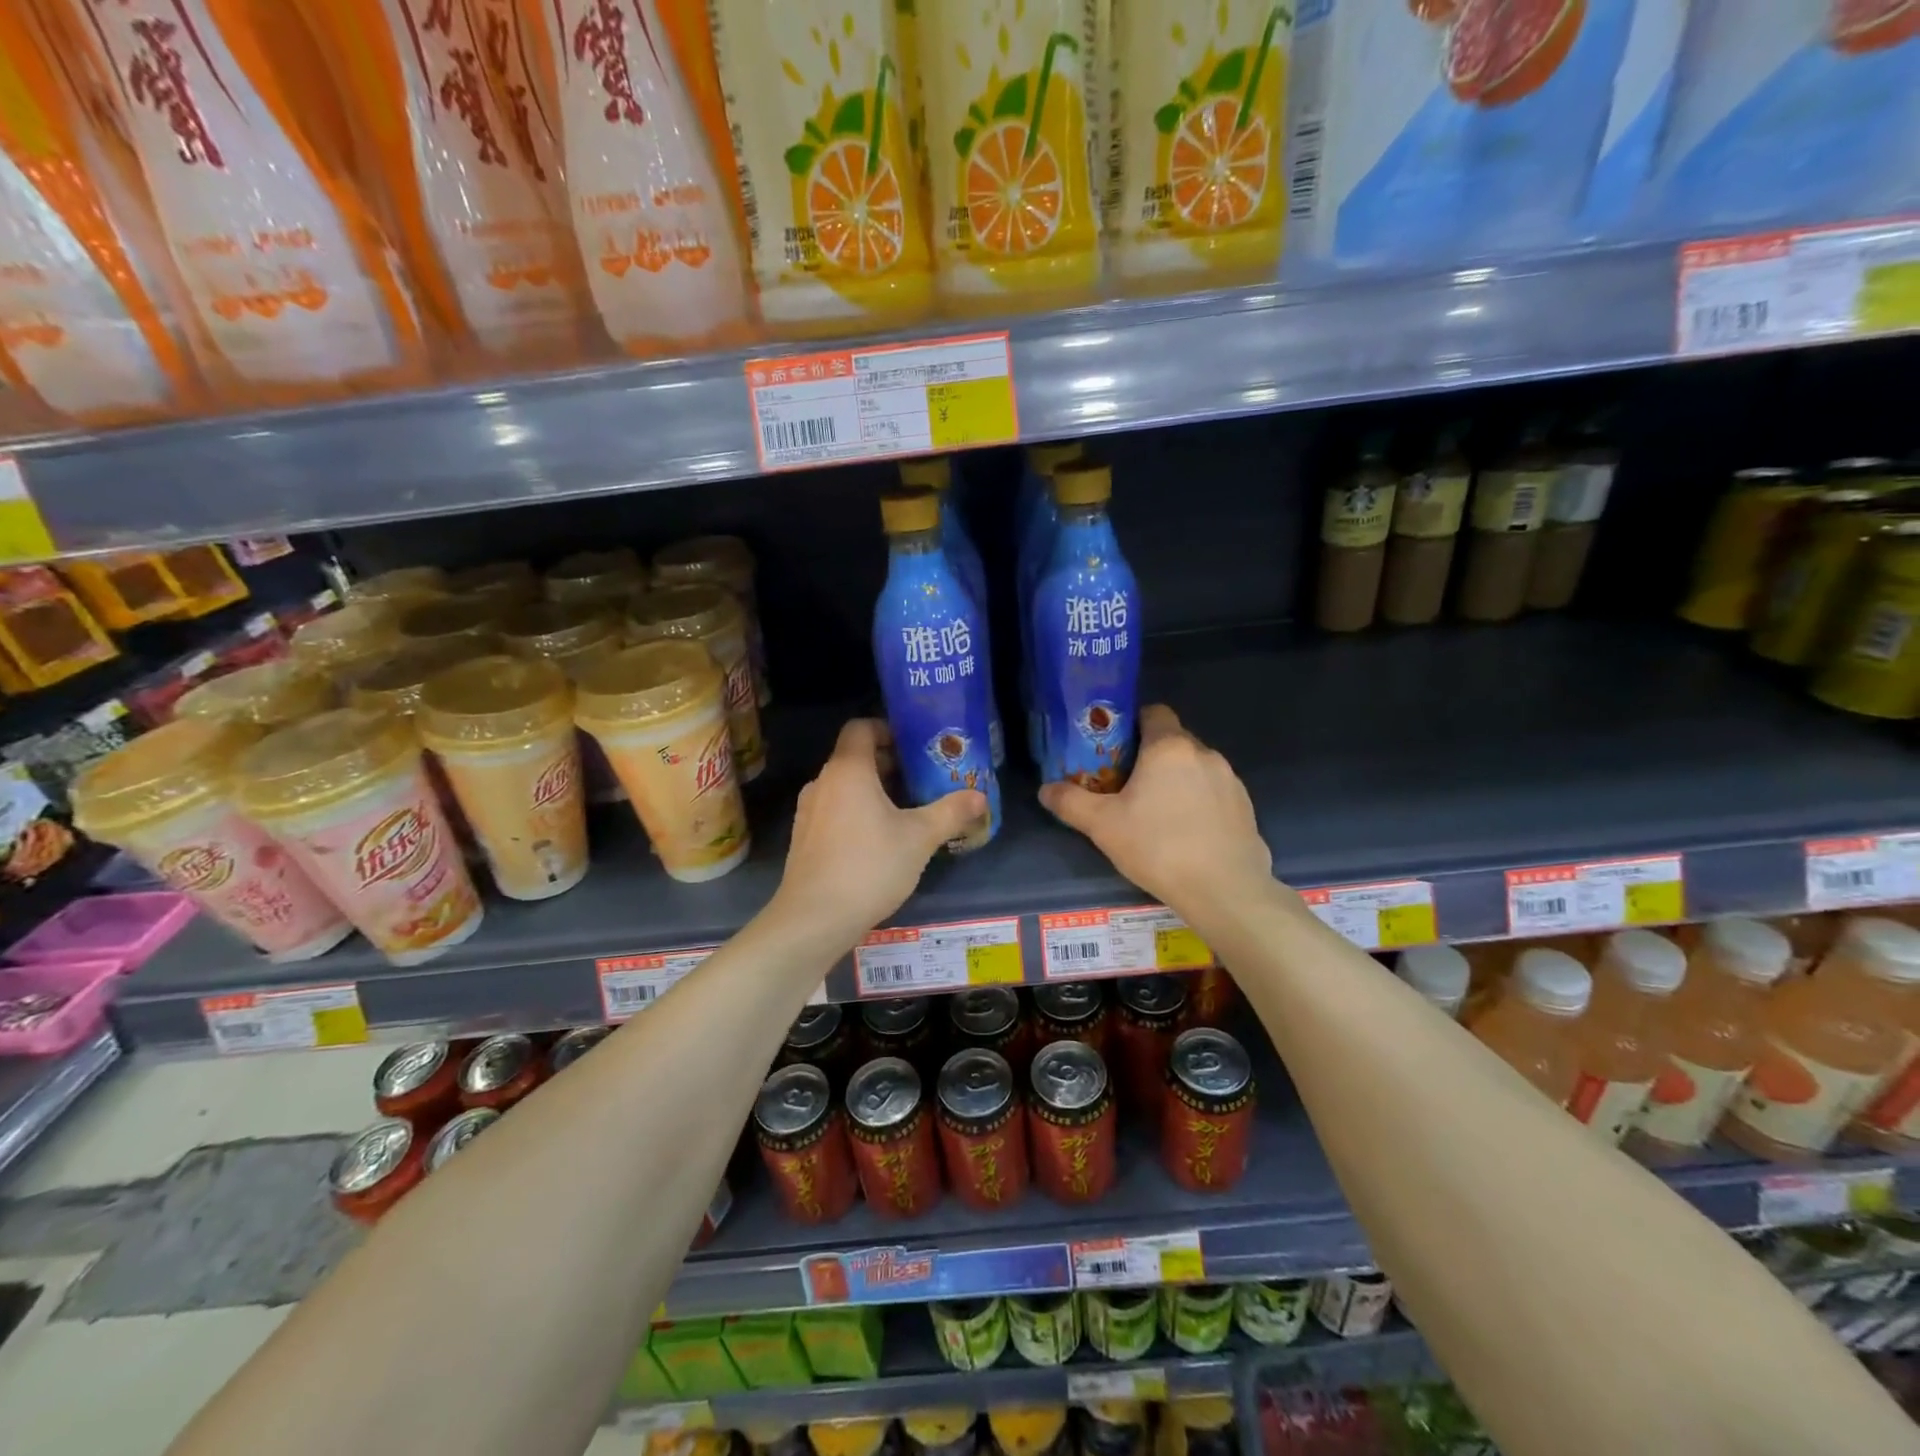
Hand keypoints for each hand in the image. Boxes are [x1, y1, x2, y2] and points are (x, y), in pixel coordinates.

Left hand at [772, 719, 987, 951]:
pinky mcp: (805, 838)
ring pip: (846, 786)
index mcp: (848, 770)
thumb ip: (950, 812)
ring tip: (908, 810)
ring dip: (875, 791)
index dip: (889, 729)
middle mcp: (823, 782)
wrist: (814, 919)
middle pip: (856, 757)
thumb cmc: (869, 866)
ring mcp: (809, 811)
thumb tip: (980, 796)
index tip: (917, 746)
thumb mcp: (919, 838)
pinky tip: (881, 840)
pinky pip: (835, 810)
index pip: (862, 727)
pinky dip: (857, 812)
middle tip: (924, 779)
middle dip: (891, 764)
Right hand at [1040, 704, 1272, 919]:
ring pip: (1195, 767)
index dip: (1132, 724)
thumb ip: (1071, 803)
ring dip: (1176, 780)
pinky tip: (1186, 833)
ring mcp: (1230, 780)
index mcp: (1169, 747)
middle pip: (1172, 740)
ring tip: (1157, 813)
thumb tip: (1045, 790)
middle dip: (1150, 756)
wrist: (1225, 890)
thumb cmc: (1159, 847)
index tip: (1114, 749)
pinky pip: (1214, 792)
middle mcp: (1204, 753)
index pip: (1153, 712)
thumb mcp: (1103, 826)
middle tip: (1126, 785)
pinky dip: (1199, 802)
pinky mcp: (1246, 806)